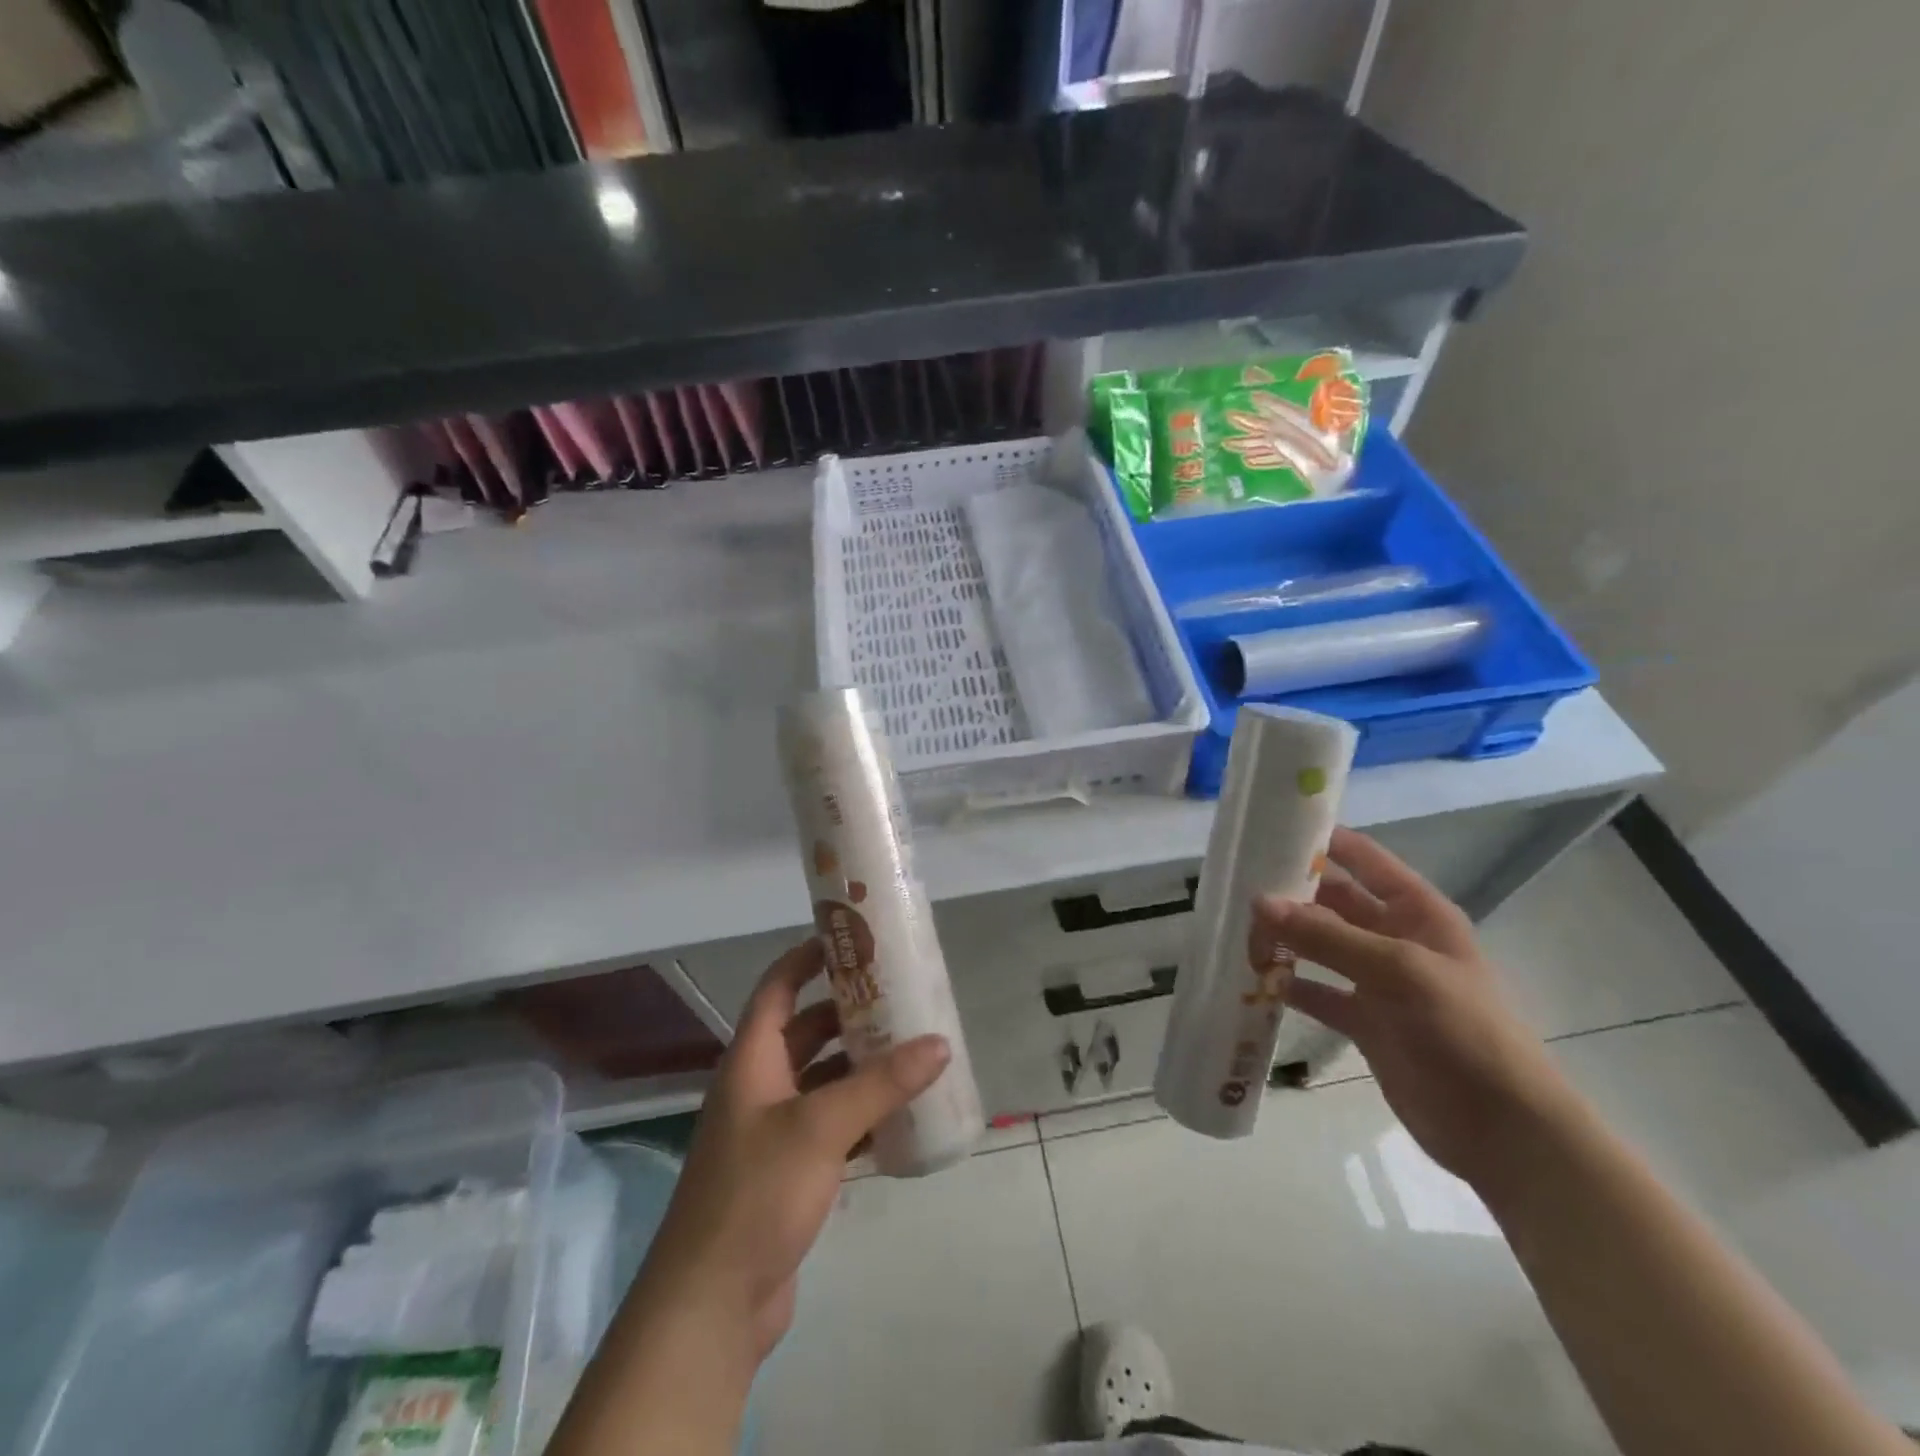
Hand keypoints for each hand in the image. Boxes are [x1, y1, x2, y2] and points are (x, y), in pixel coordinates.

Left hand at [632, 940, 950, 1360]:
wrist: (711, 1305)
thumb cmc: (757, 1193)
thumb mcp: (822, 1127)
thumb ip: (881, 1084)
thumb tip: (939, 1042)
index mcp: (752, 1060)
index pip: (777, 988)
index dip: (807, 958)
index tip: (851, 939)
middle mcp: (759, 1086)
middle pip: (806, 1031)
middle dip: (848, 1012)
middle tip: (899, 996)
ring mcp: (772, 1131)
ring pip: (822, 1080)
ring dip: (860, 1065)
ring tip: (911, 1048)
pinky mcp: (788, 1172)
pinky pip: (831, 1125)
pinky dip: (861, 1114)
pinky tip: (900, 1114)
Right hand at [1252, 827, 1581, 1188]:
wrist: (1502, 1131)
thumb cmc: (1464, 1033)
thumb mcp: (1400, 972)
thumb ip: (1328, 937)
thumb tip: (1260, 901)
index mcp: (1417, 912)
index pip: (1363, 859)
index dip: (1322, 840)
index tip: (1268, 830)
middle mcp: (1394, 938)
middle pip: (1332, 902)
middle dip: (1289, 894)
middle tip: (1234, 887)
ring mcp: (1378, 981)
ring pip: (1319, 946)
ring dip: (1283, 939)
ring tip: (1237, 932)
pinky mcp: (1364, 1021)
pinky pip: (1317, 993)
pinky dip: (1288, 986)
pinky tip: (1254, 983)